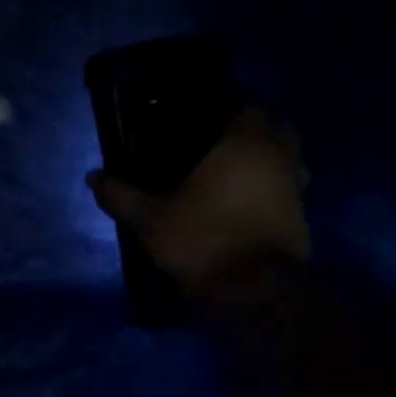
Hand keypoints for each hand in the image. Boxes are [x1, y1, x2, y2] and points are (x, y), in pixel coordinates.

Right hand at [87, 108, 311, 303]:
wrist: (255, 290)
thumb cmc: (202, 240)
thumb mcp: (150, 220)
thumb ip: (122, 196)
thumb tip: (93, 177)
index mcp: (243, 143)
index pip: (246, 106)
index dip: (225, 111)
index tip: (200, 124)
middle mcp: (278, 156)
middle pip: (275, 127)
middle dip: (251, 132)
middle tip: (217, 148)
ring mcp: (296, 186)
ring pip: (288, 158)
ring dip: (267, 160)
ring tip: (233, 177)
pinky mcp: (302, 216)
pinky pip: (288, 189)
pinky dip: (272, 190)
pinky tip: (245, 206)